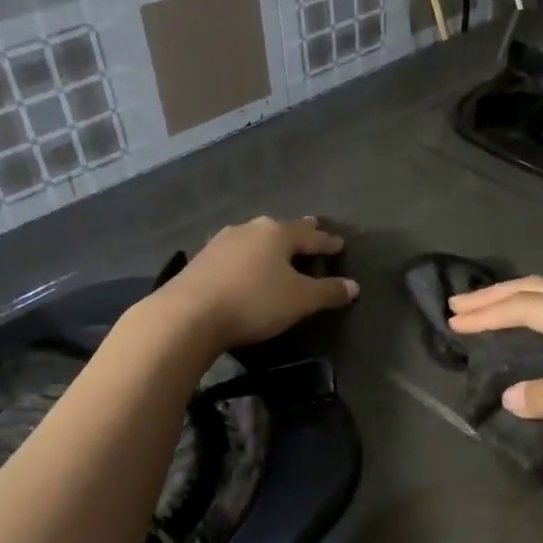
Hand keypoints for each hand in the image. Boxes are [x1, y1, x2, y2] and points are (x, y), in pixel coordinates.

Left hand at [152, 216, 357, 351]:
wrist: (188, 314)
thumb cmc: (254, 302)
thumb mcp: (300, 300)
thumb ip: (328, 292)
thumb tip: (354, 286)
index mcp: (278, 234)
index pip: (311, 236)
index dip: (328, 242)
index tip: (340, 243)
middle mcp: (250, 229)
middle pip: (282, 229)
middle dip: (300, 232)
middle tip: (313, 228)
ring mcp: (222, 242)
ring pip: (256, 237)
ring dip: (270, 243)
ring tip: (279, 247)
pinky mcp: (202, 259)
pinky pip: (236, 252)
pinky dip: (249, 256)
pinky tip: (246, 263)